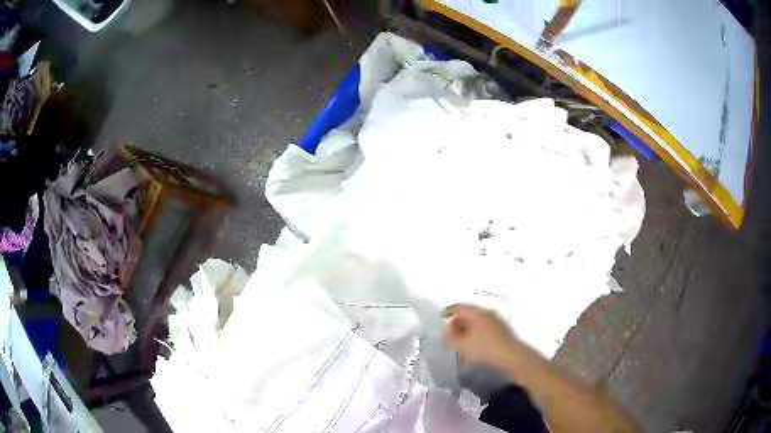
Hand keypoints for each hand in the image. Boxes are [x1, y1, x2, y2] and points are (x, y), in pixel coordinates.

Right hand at [442, 304, 527, 369]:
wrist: (512, 357)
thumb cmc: (485, 349)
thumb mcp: (463, 345)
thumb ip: (450, 339)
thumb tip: (445, 335)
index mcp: (478, 313)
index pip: (460, 308)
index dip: (449, 311)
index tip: (441, 317)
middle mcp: (488, 314)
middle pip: (469, 316)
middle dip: (457, 324)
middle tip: (449, 335)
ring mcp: (496, 323)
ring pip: (476, 325)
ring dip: (466, 333)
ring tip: (459, 345)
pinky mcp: (501, 333)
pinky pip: (483, 331)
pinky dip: (475, 337)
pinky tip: (472, 350)